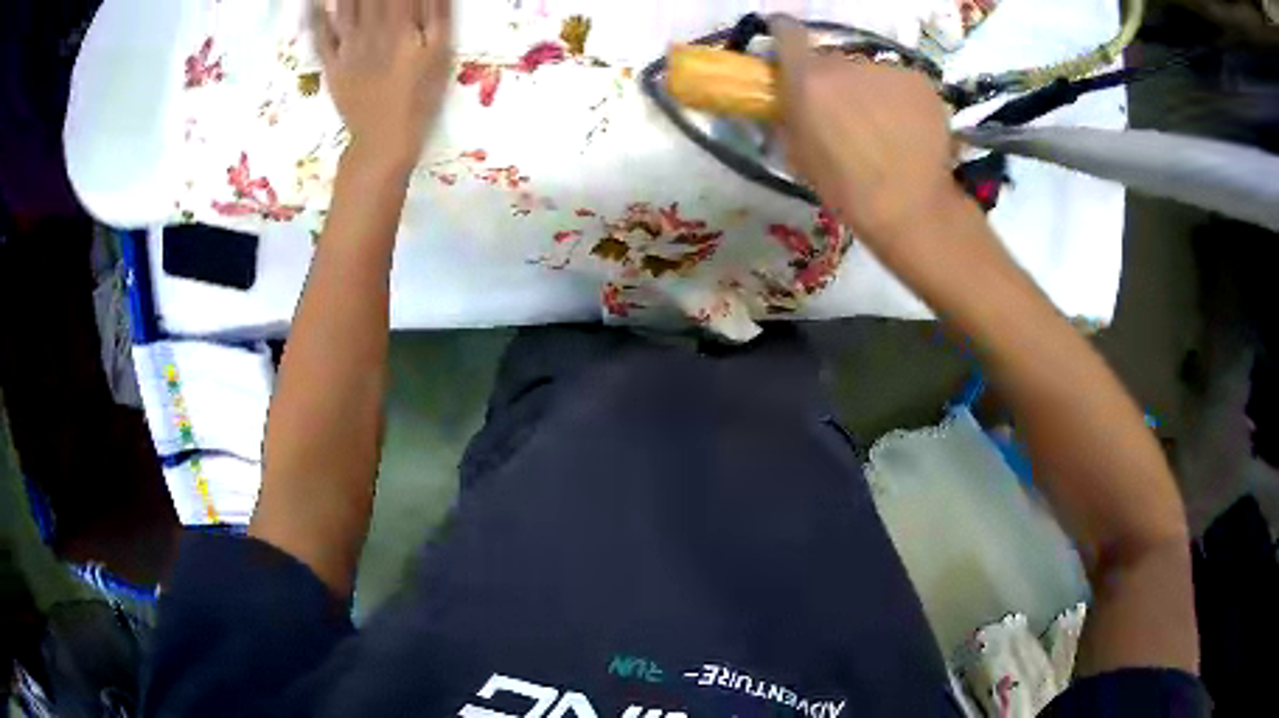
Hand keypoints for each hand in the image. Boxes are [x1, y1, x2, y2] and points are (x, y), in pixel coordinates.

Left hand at [312, 0, 452, 170]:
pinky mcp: (332, 64)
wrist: (384, 141)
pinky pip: (320, 35)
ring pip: (344, 6)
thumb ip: (436, 15)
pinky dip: (314, 16)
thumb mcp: (439, 54)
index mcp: (402, 24)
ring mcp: (348, 46)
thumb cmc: (420, 98)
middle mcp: (372, 27)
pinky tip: (312, 1)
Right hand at [770, 16, 964, 255]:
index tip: (787, 44)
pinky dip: (901, 98)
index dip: (785, 34)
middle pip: (832, 59)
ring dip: (870, 89)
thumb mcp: (799, 155)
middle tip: (847, 112)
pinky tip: (909, 128)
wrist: (911, 207)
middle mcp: (844, 64)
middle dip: (834, 79)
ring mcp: (886, 69)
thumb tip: (787, 95)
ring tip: (885, 128)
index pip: (787, 32)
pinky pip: (900, 81)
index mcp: (807, 81)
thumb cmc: (847, 190)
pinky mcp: (919, 79)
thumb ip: (789, 113)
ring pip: (869, 71)